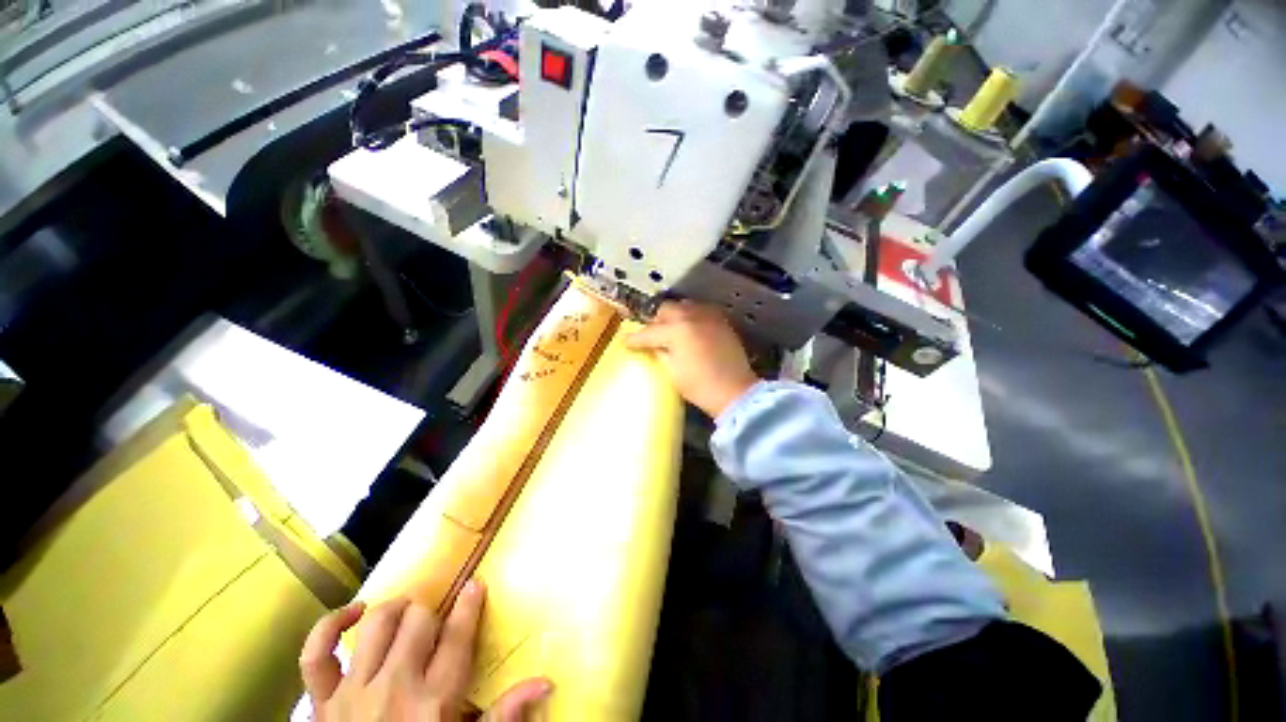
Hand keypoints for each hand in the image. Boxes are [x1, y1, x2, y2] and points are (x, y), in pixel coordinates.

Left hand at [300, 580, 550, 721]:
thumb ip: (505, 716)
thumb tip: (546, 681)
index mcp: (434, 702)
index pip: (458, 636)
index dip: (470, 604)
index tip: (476, 584)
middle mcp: (394, 688)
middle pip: (419, 621)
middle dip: (432, 612)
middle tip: (437, 619)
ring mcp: (353, 693)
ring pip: (377, 625)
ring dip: (395, 610)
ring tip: (407, 611)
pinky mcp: (321, 702)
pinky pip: (315, 654)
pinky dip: (330, 626)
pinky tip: (353, 613)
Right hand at [626, 300, 758, 417]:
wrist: (734, 391)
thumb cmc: (700, 386)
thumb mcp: (672, 372)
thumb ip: (660, 352)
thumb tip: (654, 345)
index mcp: (677, 330)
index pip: (649, 332)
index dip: (635, 338)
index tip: (627, 342)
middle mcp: (692, 317)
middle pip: (666, 310)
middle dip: (655, 322)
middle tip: (652, 335)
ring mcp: (709, 317)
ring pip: (684, 306)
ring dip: (674, 316)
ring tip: (671, 331)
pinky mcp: (722, 322)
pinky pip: (701, 311)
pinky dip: (692, 317)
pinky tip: (691, 330)